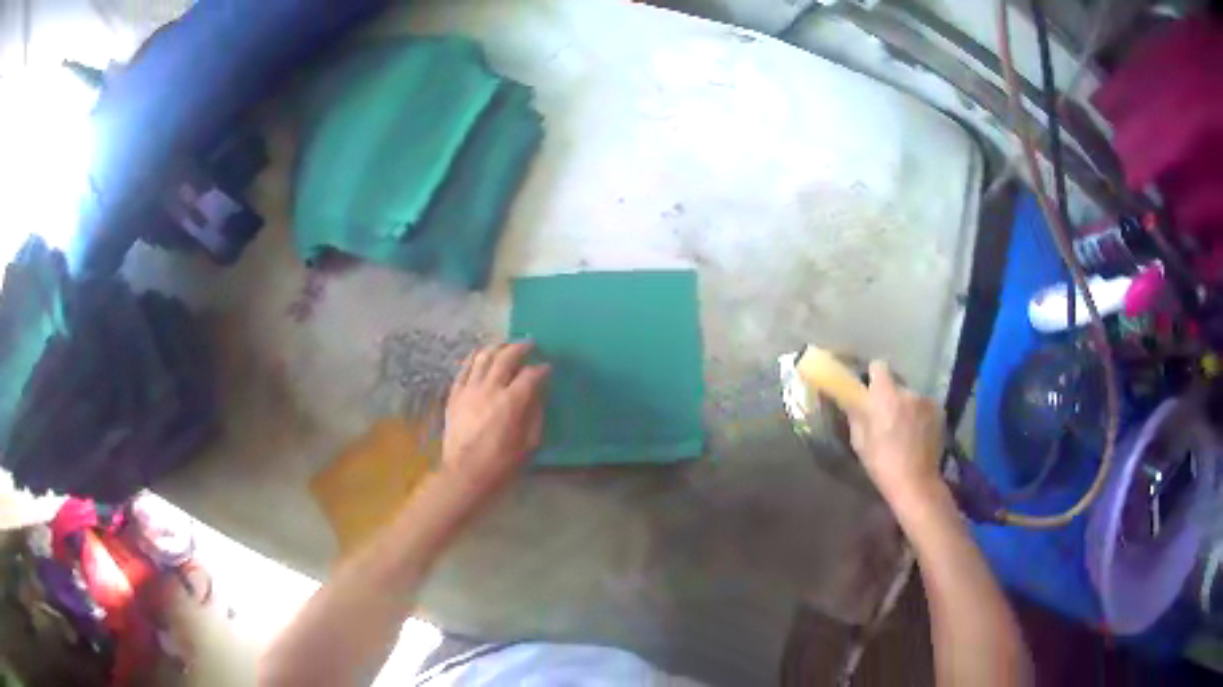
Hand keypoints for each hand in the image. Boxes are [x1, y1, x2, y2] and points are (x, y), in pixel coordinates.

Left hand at [441, 342, 549, 503]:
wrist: (466, 476)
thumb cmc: (502, 465)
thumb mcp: (529, 444)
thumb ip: (535, 414)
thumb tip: (537, 394)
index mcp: (512, 402)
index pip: (531, 374)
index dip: (542, 369)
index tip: (547, 368)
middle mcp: (490, 389)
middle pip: (506, 357)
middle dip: (520, 348)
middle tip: (529, 345)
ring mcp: (469, 391)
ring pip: (483, 358)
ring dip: (496, 347)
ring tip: (505, 345)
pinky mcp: (454, 396)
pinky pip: (464, 370)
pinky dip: (473, 359)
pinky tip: (479, 355)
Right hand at [847, 361, 945, 506]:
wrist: (915, 482)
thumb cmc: (881, 463)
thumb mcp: (859, 441)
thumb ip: (856, 413)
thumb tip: (852, 398)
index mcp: (883, 395)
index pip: (879, 366)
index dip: (873, 376)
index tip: (870, 390)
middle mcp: (907, 391)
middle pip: (896, 383)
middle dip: (890, 395)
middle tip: (886, 416)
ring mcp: (925, 400)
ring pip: (911, 397)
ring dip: (907, 407)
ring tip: (905, 429)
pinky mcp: (939, 411)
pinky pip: (924, 406)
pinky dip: (920, 416)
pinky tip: (918, 434)